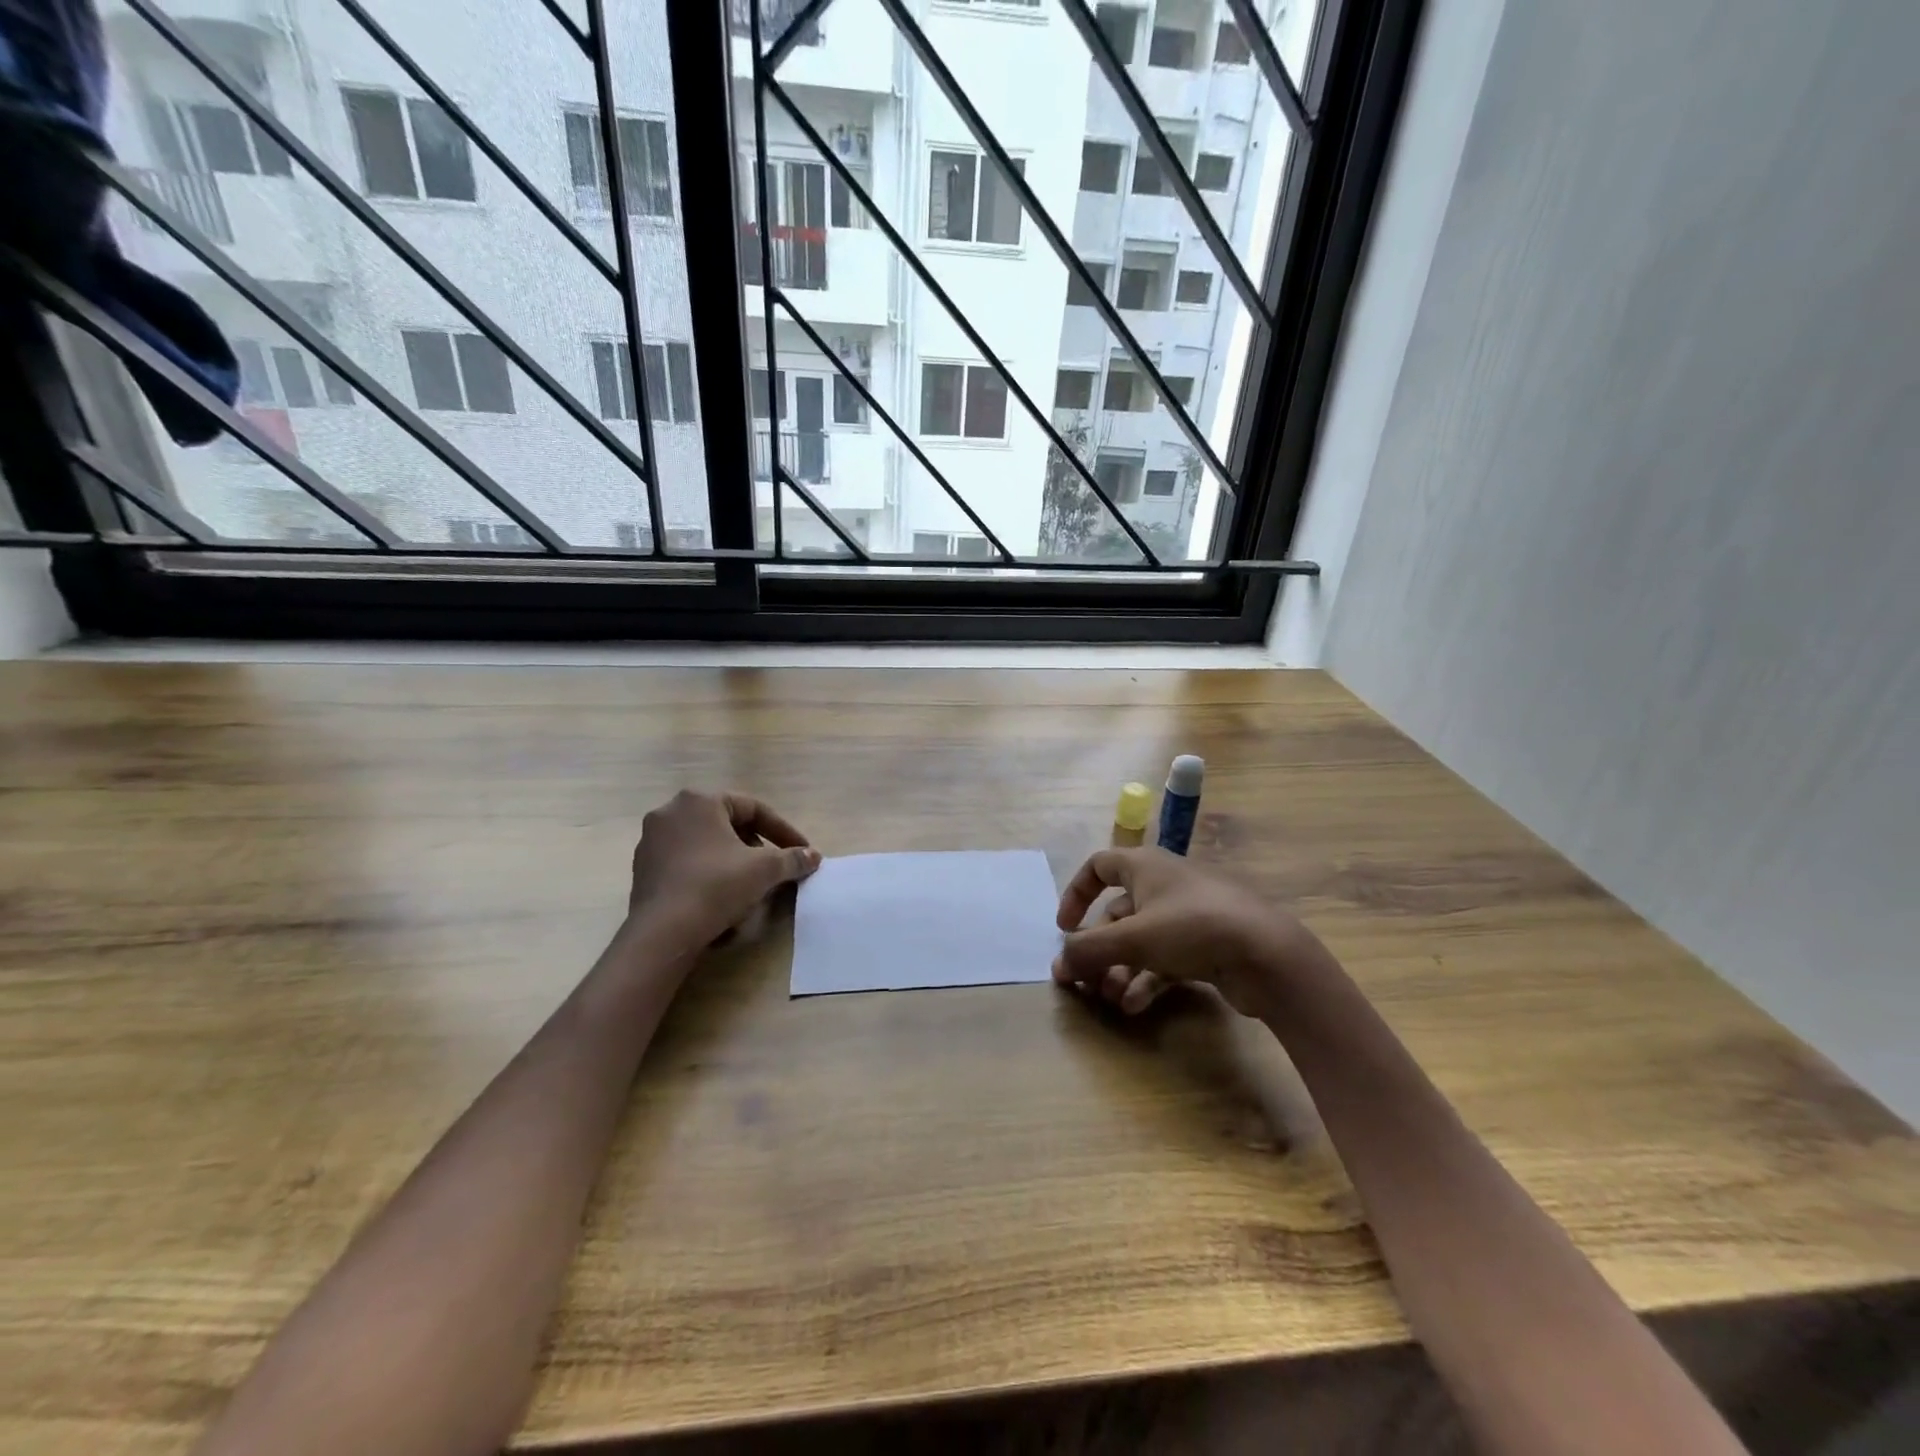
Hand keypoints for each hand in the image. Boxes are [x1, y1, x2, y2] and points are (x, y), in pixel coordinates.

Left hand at [628, 790, 820, 948]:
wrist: (663, 932)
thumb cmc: (716, 886)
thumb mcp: (764, 870)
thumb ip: (792, 858)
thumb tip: (813, 856)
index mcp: (700, 800)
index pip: (753, 809)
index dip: (783, 831)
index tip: (801, 851)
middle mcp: (671, 811)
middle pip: (727, 824)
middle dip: (755, 845)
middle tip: (773, 866)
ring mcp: (652, 840)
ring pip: (706, 844)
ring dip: (732, 860)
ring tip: (750, 883)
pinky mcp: (643, 868)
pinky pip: (686, 863)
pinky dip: (708, 873)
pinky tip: (721, 897)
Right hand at [1053, 848, 1307, 1018]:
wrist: (1270, 955)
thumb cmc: (1192, 928)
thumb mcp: (1133, 938)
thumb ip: (1089, 950)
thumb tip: (1057, 965)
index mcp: (1144, 866)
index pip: (1099, 866)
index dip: (1076, 893)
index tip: (1064, 927)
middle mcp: (1164, 884)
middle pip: (1118, 914)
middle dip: (1099, 948)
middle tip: (1085, 982)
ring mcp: (1189, 915)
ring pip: (1141, 940)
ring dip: (1120, 969)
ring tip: (1110, 999)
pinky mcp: (1208, 945)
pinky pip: (1165, 959)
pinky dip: (1146, 979)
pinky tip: (1135, 1006)